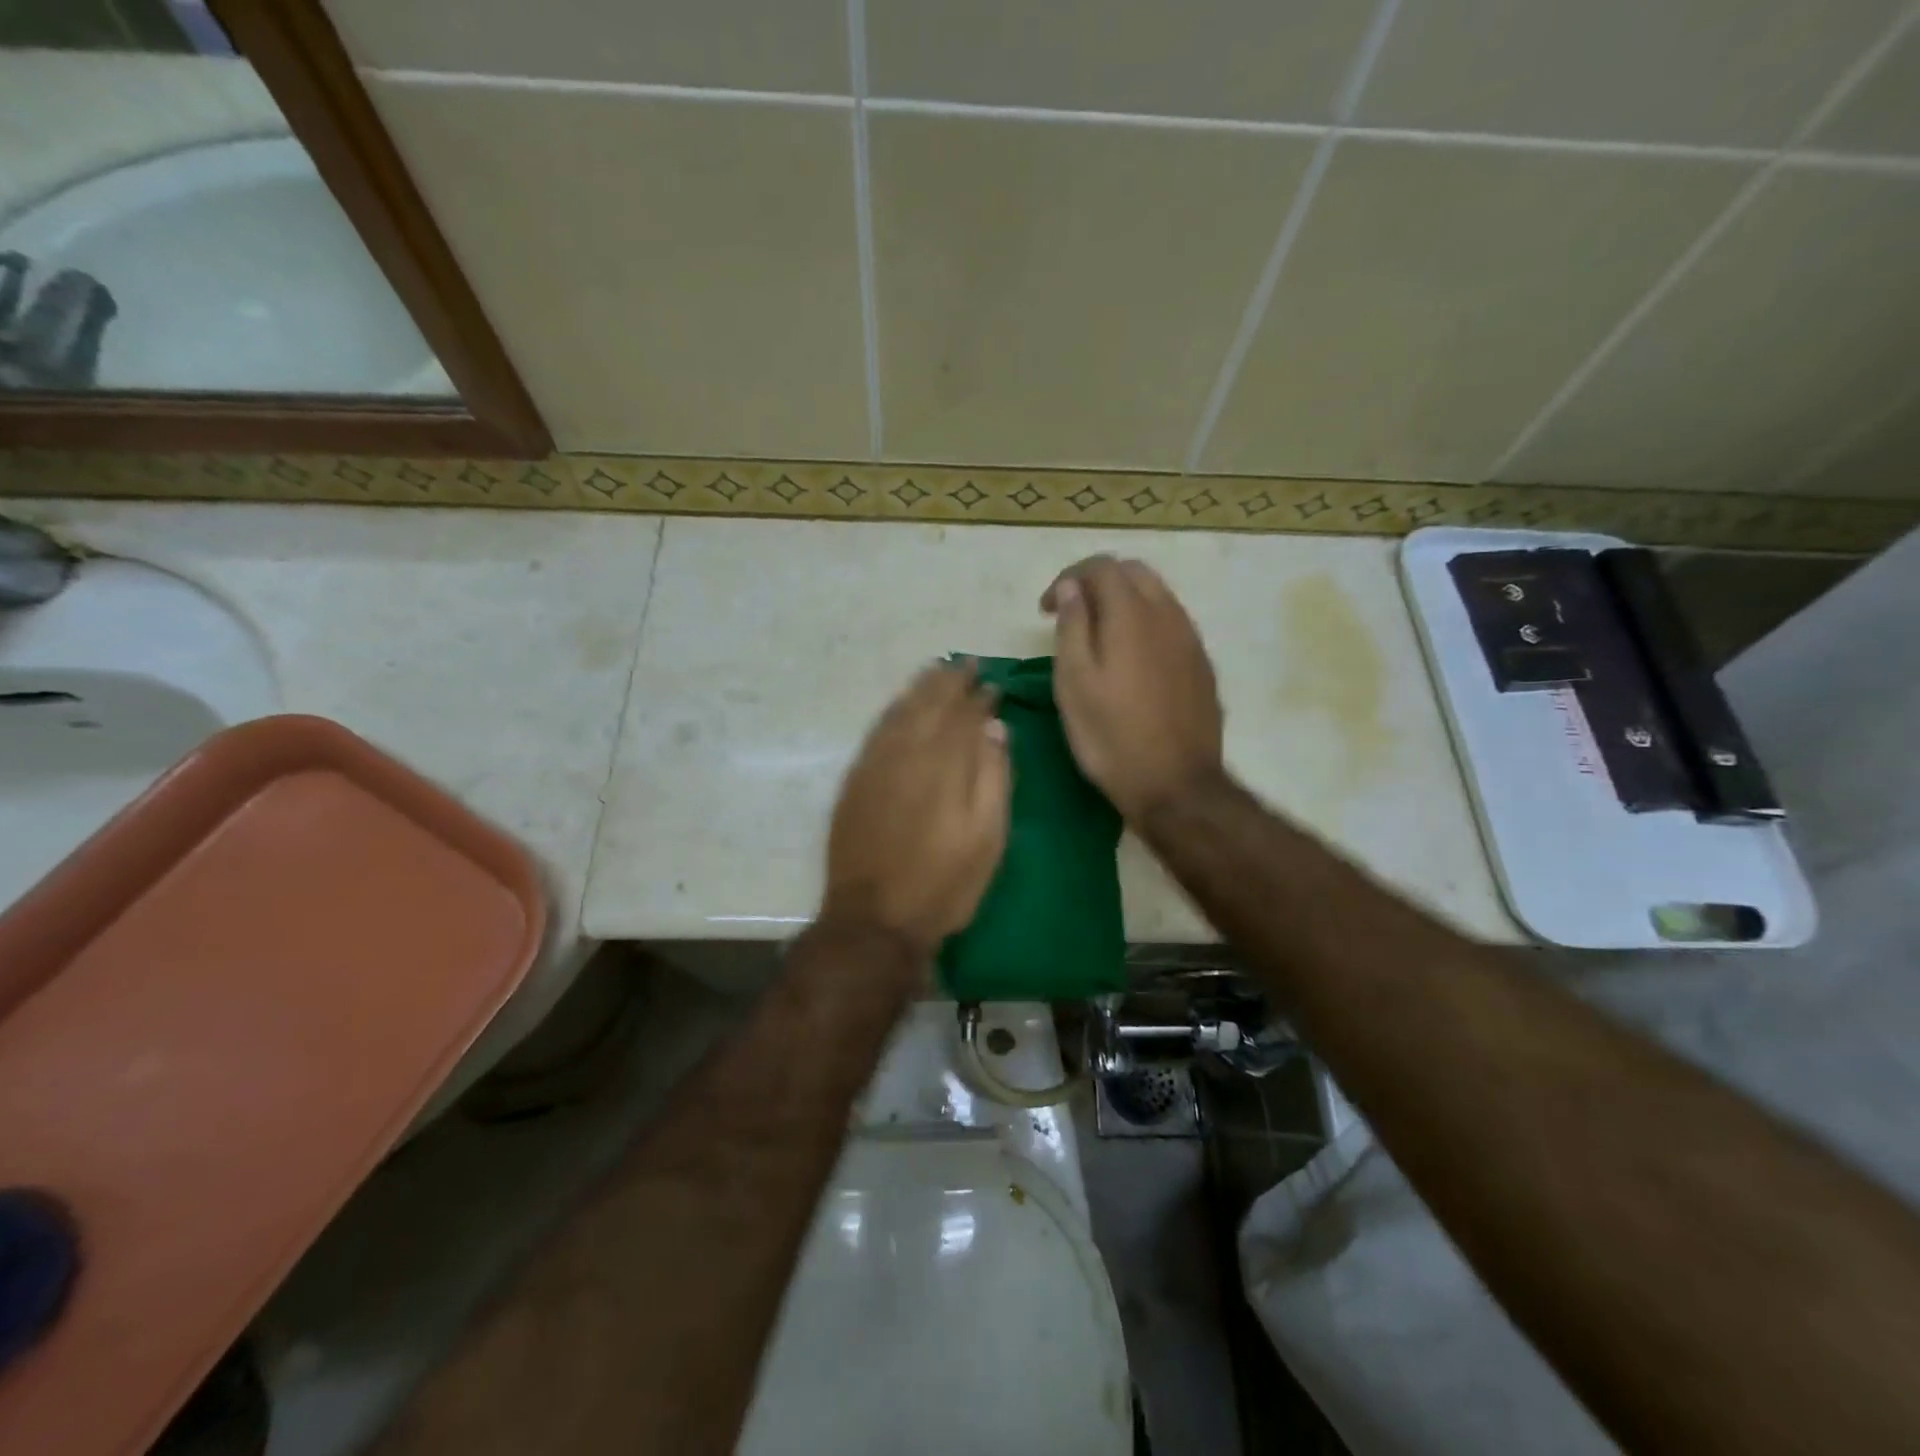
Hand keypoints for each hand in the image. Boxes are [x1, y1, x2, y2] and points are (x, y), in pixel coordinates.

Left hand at [821, 661, 1010, 956]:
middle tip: (965, 665)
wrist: (874, 919)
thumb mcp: (987, 839)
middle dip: (949, 682)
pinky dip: (892, 710)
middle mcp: (907, 753)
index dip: (980, 697)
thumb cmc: (943, 884)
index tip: (992, 684)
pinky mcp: (855, 780)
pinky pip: (876, 731)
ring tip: (936, 671)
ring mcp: (875, 764)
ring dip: (920, 688)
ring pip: (900, 711)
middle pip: (929, 704)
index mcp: (944, 764)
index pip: (965, 715)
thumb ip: (993, 777)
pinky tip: (901, 706)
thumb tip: (995, 728)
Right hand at [1042, 555, 1224, 821]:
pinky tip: (1132, 661)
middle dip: (1098, 583)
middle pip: (1134, 572)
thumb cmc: (1111, 737)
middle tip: (1071, 615)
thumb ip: (1072, 627)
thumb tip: (1071, 588)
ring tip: (1099, 636)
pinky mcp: (1202, 666)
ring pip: (1157, 596)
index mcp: (1131, 614)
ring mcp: (1191, 640)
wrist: (1176, 786)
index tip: (1046, 610)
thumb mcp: (1074, 683)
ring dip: (1124, 602)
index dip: (1067, 578)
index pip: (1101, 566)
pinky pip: (1172, 625)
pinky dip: (1146, 625)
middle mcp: (1168, 615)